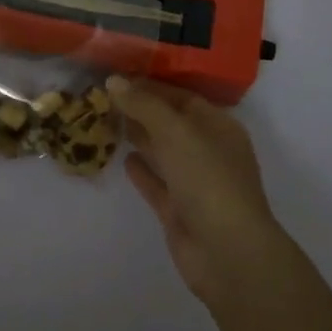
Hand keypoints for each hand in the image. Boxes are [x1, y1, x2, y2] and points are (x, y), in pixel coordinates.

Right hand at [107, 76, 286, 305]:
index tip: (117, 77)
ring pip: (163, 152)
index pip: (182, 97)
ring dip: (139, 137)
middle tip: (104, 97)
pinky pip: (157, 183)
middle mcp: (208, 151)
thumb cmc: (208, 179)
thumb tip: (114, 80)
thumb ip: (143, 104)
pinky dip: (142, 170)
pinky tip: (122, 159)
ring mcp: (195, 183)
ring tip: (107, 120)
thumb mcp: (175, 131)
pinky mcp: (179, 211)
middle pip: (171, 123)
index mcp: (218, 127)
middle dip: (141, 110)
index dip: (151, 86)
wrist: (227, 253)